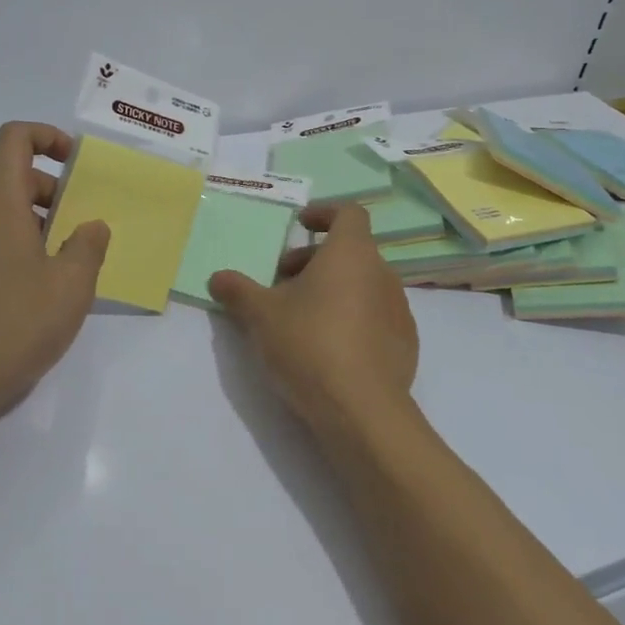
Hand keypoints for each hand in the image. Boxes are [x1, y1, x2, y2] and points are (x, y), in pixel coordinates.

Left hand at [0, 121, 110, 430]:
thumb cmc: (14, 325)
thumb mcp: (71, 286)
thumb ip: (88, 247)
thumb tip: (91, 226)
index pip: (14, 139)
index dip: (46, 135)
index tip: (74, 163)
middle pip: (14, 181)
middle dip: (54, 194)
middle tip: (83, 232)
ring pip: (3, 217)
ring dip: (39, 228)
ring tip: (67, 270)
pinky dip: (18, 251)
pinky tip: (37, 297)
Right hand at [209, 203, 418, 435]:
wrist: (362, 411)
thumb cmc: (310, 345)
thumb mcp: (261, 315)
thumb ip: (238, 291)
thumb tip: (218, 278)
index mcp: (352, 253)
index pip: (349, 213)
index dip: (324, 213)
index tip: (301, 225)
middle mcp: (381, 273)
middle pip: (351, 251)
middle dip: (316, 260)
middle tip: (283, 282)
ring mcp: (399, 310)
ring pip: (363, 284)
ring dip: (334, 289)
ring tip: (301, 317)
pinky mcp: (405, 343)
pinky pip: (376, 316)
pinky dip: (353, 318)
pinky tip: (329, 347)